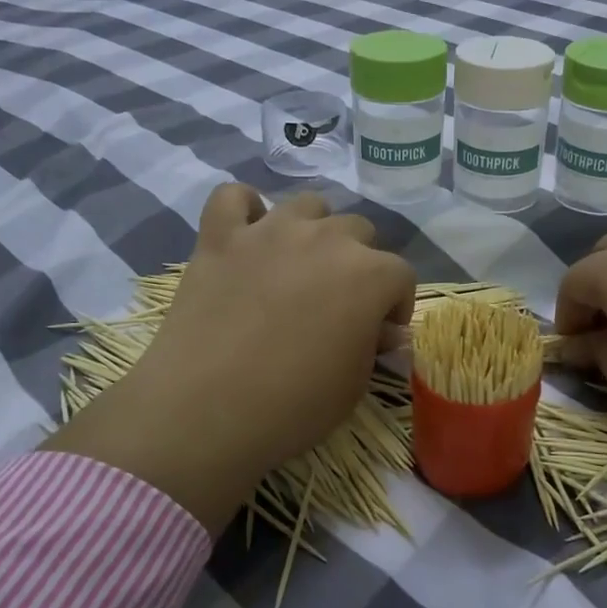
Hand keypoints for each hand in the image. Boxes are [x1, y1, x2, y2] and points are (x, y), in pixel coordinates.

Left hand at [44, 185, 415, 534]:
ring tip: (298, 265)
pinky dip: (244, 210)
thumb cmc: (293, 406)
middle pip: (359, 231)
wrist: (205, 410)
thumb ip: (374, 345)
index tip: (379, 333)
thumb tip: (385, 330)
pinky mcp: (220, 236)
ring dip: (313, 230)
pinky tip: (246, 234)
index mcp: (370, 274)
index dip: (395, 305)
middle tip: (337, 302)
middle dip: (358, 263)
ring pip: (308, 205)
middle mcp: (326, 238)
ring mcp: (270, 231)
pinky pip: (234, 197)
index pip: (401, 275)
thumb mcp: (353, 386)